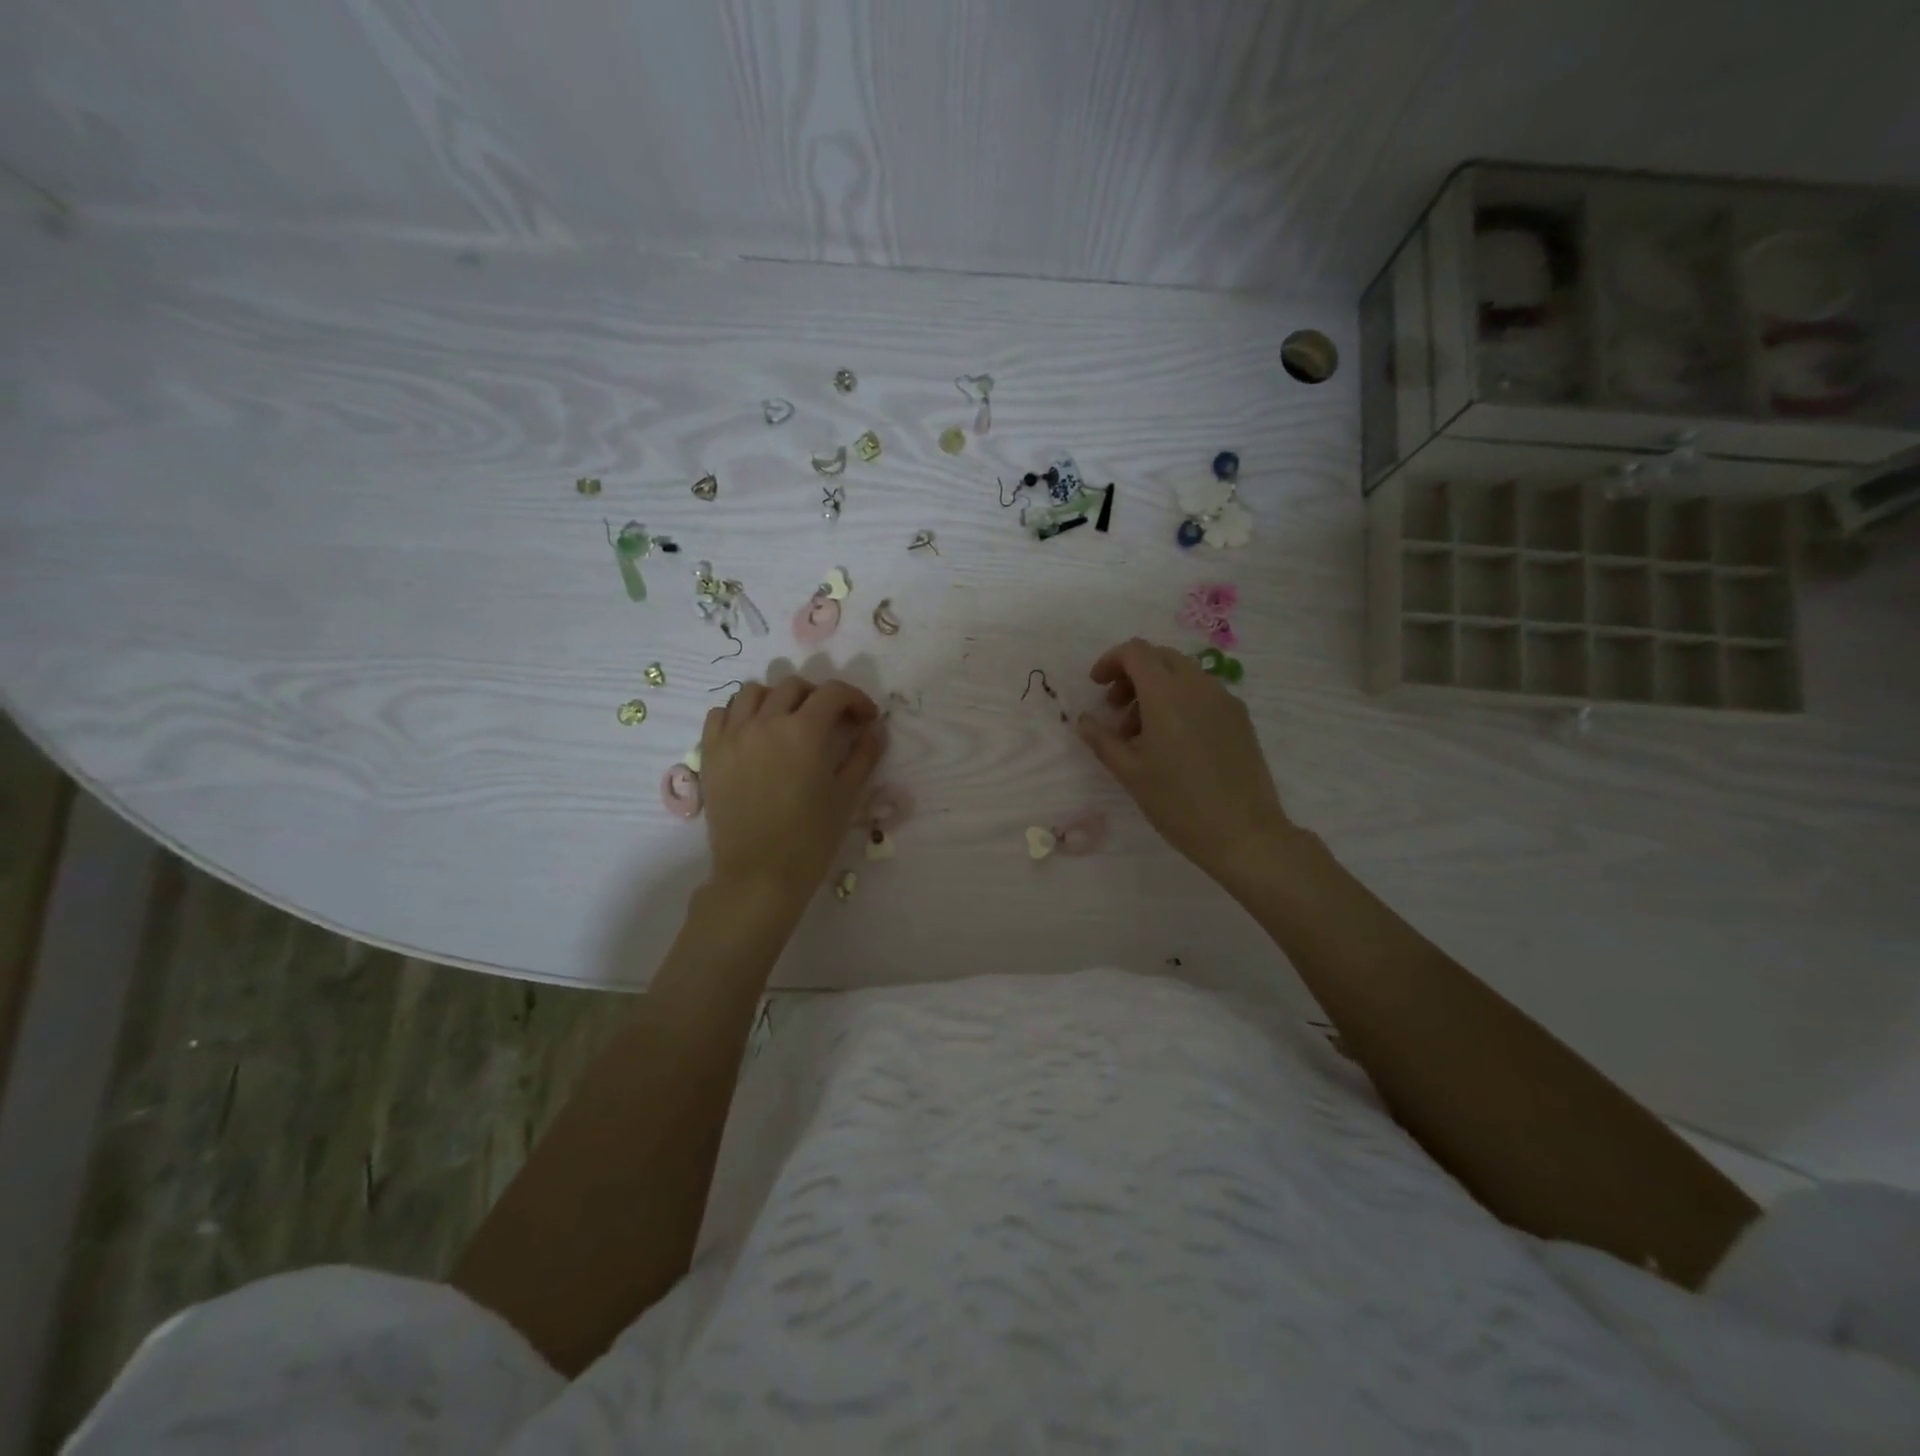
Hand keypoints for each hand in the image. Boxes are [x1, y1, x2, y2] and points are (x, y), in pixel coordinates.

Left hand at [700, 676, 885, 905]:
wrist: (759, 875)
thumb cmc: (810, 839)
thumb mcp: (846, 796)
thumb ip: (864, 755)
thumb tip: (876, 729)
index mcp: (804, 731)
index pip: (833, 693)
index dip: (856, 699)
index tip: (867, 719)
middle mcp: (765, 722)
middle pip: (794, 686)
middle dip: (819, 697)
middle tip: (832, 722)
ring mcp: (733, 735)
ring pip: (753, 692)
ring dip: (777, 698)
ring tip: (788, 721)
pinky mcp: (711, 753)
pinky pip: (720, 713)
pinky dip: (739, 713)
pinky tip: (753, 733)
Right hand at [1077, 638, 1294, 880]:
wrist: (1243, 833)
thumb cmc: (1178, 803)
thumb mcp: (1130, 773)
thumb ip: (1102, 740)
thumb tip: (1083, 720)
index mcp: (1167, 694)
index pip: (1136, 652)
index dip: (1111, 661)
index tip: (1097, 686)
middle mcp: (1198, 686)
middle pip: (1160, 657)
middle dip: (1132, 674)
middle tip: (1116, 708)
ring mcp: (1224, 699)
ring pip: (1183, 674)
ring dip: (1155, 688)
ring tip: (1141, 732)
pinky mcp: (1240, 717)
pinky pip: (1203, 693)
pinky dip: (1180, 700)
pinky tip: (1173, 740)